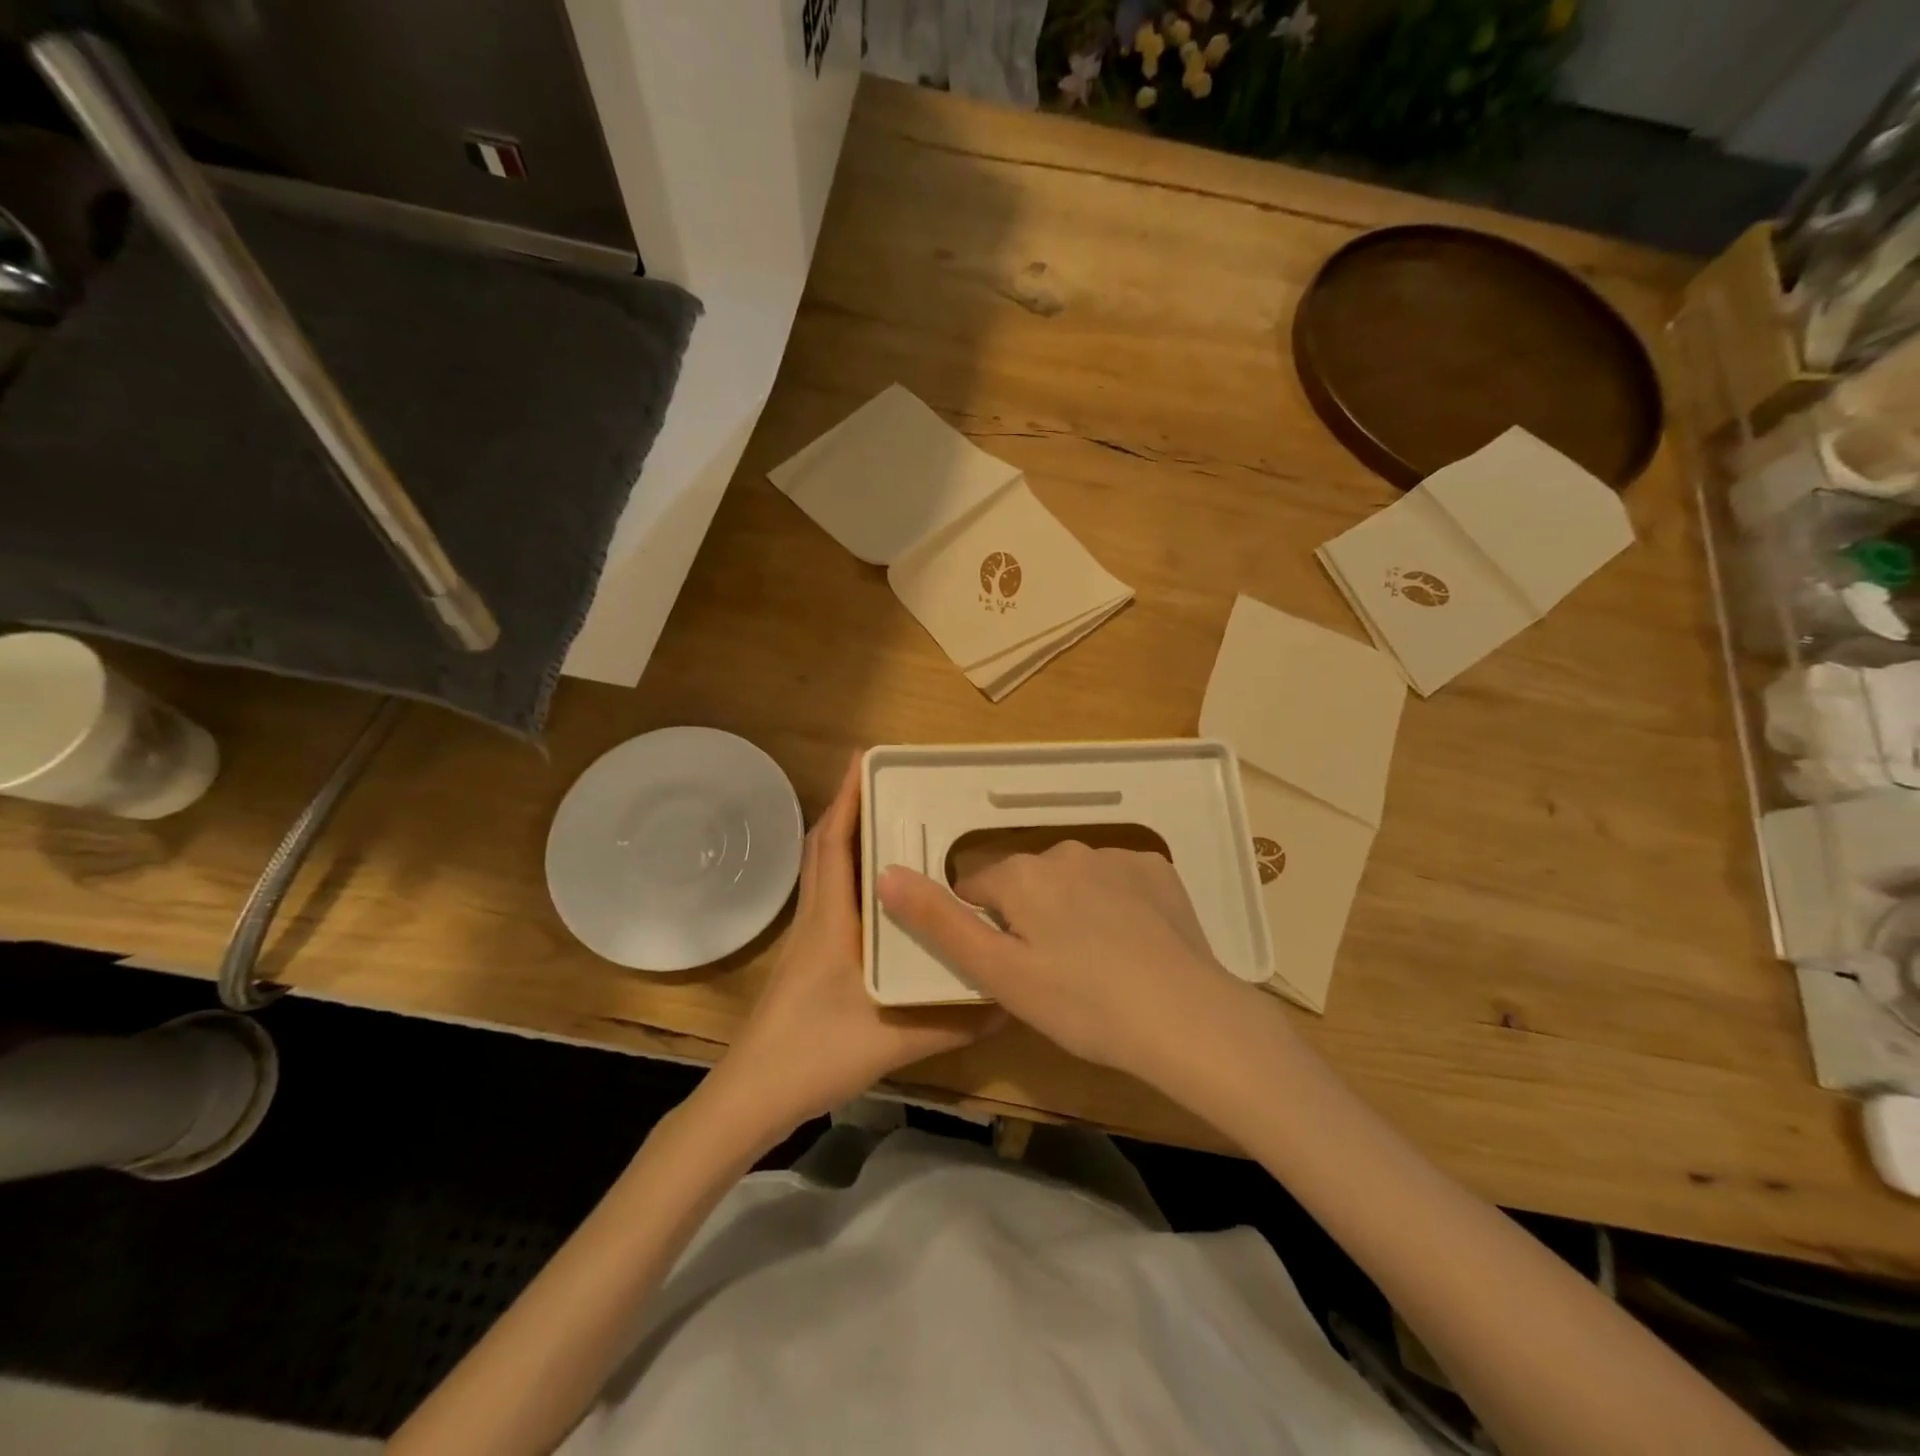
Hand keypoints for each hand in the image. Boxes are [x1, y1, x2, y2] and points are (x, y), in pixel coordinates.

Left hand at [713, 754, 1000, 1133]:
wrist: (751, 1097)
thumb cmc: (815, 1054)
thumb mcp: (894, 1039)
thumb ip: (953, 1021)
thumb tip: (1009, 1000)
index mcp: (831, 920)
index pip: (834, 843)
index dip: (846, 798)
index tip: (865, 759)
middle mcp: (816, 918)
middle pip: (825, 847)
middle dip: (850, 808)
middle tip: (889, 785)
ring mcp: (807, 938)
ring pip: (824, 872)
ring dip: (847, 839)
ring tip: (888, 824)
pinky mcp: (808, 959)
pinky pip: (829, 897)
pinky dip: (848, 875)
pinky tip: (879, 893)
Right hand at [878, 843, 1263, 1087]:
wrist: (1184, 1016)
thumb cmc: (1080, 1003)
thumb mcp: (998, 973)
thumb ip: (939, 922)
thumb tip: (886, 874)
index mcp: (1021, 874)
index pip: (978, 890)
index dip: (986, 930)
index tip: (1008, 968)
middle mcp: (1064, 850)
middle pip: (1027, 882)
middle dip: (1029, 917)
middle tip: (1052, 974)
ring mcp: (1116, 856)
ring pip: (1073, 880)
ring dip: (1073, 909)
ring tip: (1097, 965)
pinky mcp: (1157, 869)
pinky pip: (1119, 880)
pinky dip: (1117, 904)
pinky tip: (1134, 944)